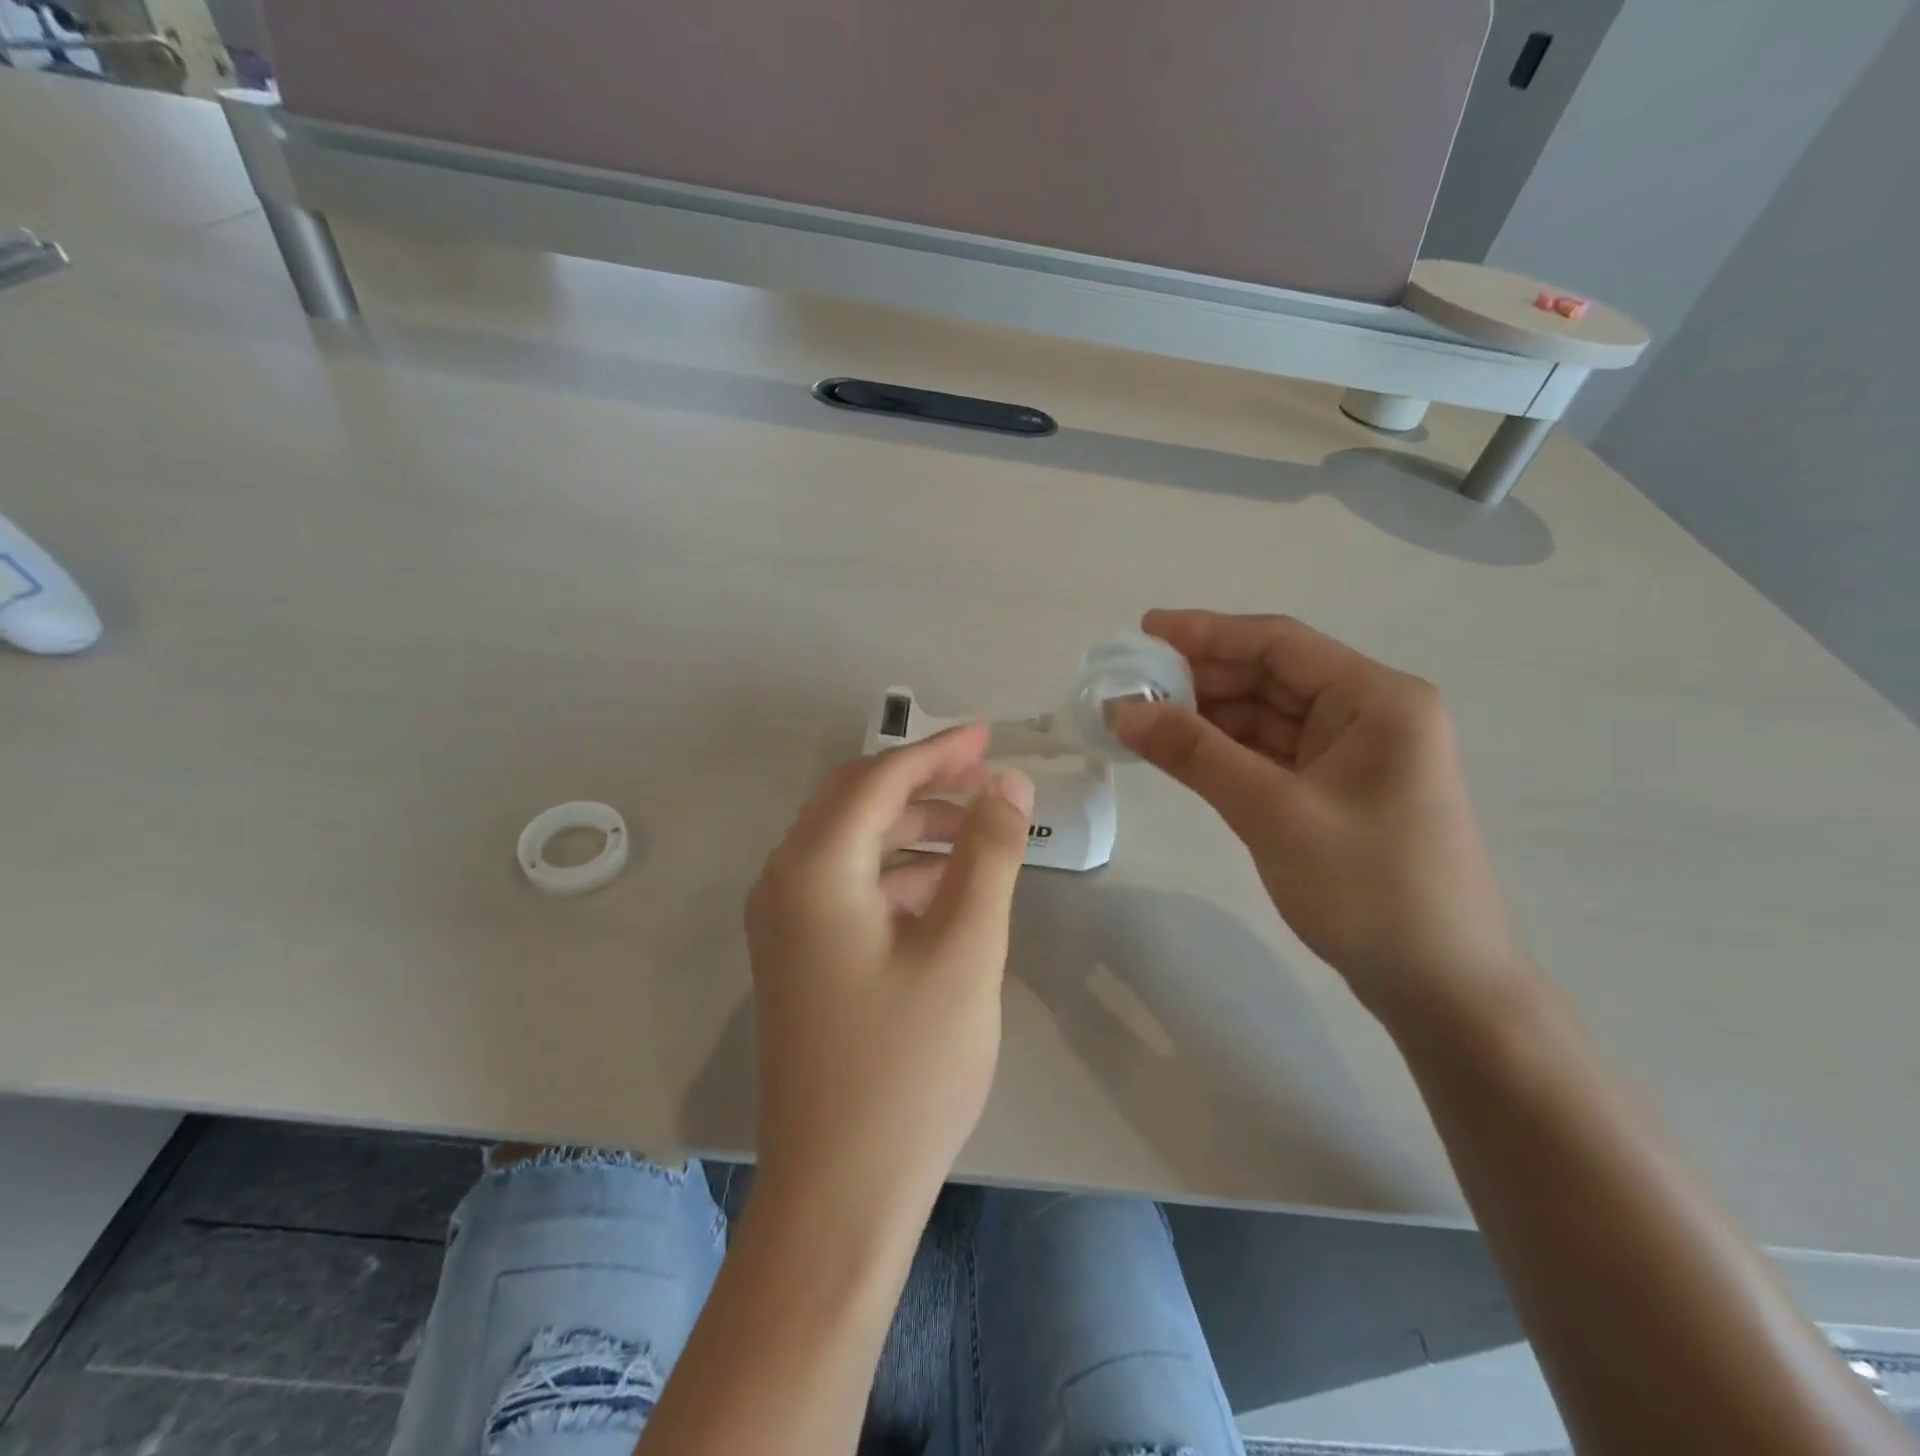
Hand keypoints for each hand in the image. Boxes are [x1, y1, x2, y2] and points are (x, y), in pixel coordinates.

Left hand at [745, 724, 1033, 1219]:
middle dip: (922, 781)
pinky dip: (897, 870)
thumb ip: (988, 853)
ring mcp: (785, 923)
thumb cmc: (908, 1066)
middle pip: (854, 802)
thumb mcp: (965, 948)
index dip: (937, 750)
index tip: (990, 736)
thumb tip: (1008, 783)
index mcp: (814, 870)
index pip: (877, 779)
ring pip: (851, 843)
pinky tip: (945, 887)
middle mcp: (784, 883)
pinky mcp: (799, 956)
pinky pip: (848, 885)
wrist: (840, 1191)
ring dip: (912, 825)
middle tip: (986, 775)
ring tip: (977, 830)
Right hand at [1112, 610, 1528, 1027]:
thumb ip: (1195, 753)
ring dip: (1207, 717)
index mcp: (1377, 699)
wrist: (1441, 988)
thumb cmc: (1369, 888)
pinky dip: (1224, 752)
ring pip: (1266, 717)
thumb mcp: (1272, 812)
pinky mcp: (1335, 793)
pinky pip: (1270, 755)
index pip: (1279, 643)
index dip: (1207, 632)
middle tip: (1130, 684)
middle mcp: (1369, 714)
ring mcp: (1353, 756)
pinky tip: (1179, 753)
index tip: (1143, 630)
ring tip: (1141, 719)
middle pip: (1271, 677)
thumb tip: (1122, 710)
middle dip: (1200, 678)